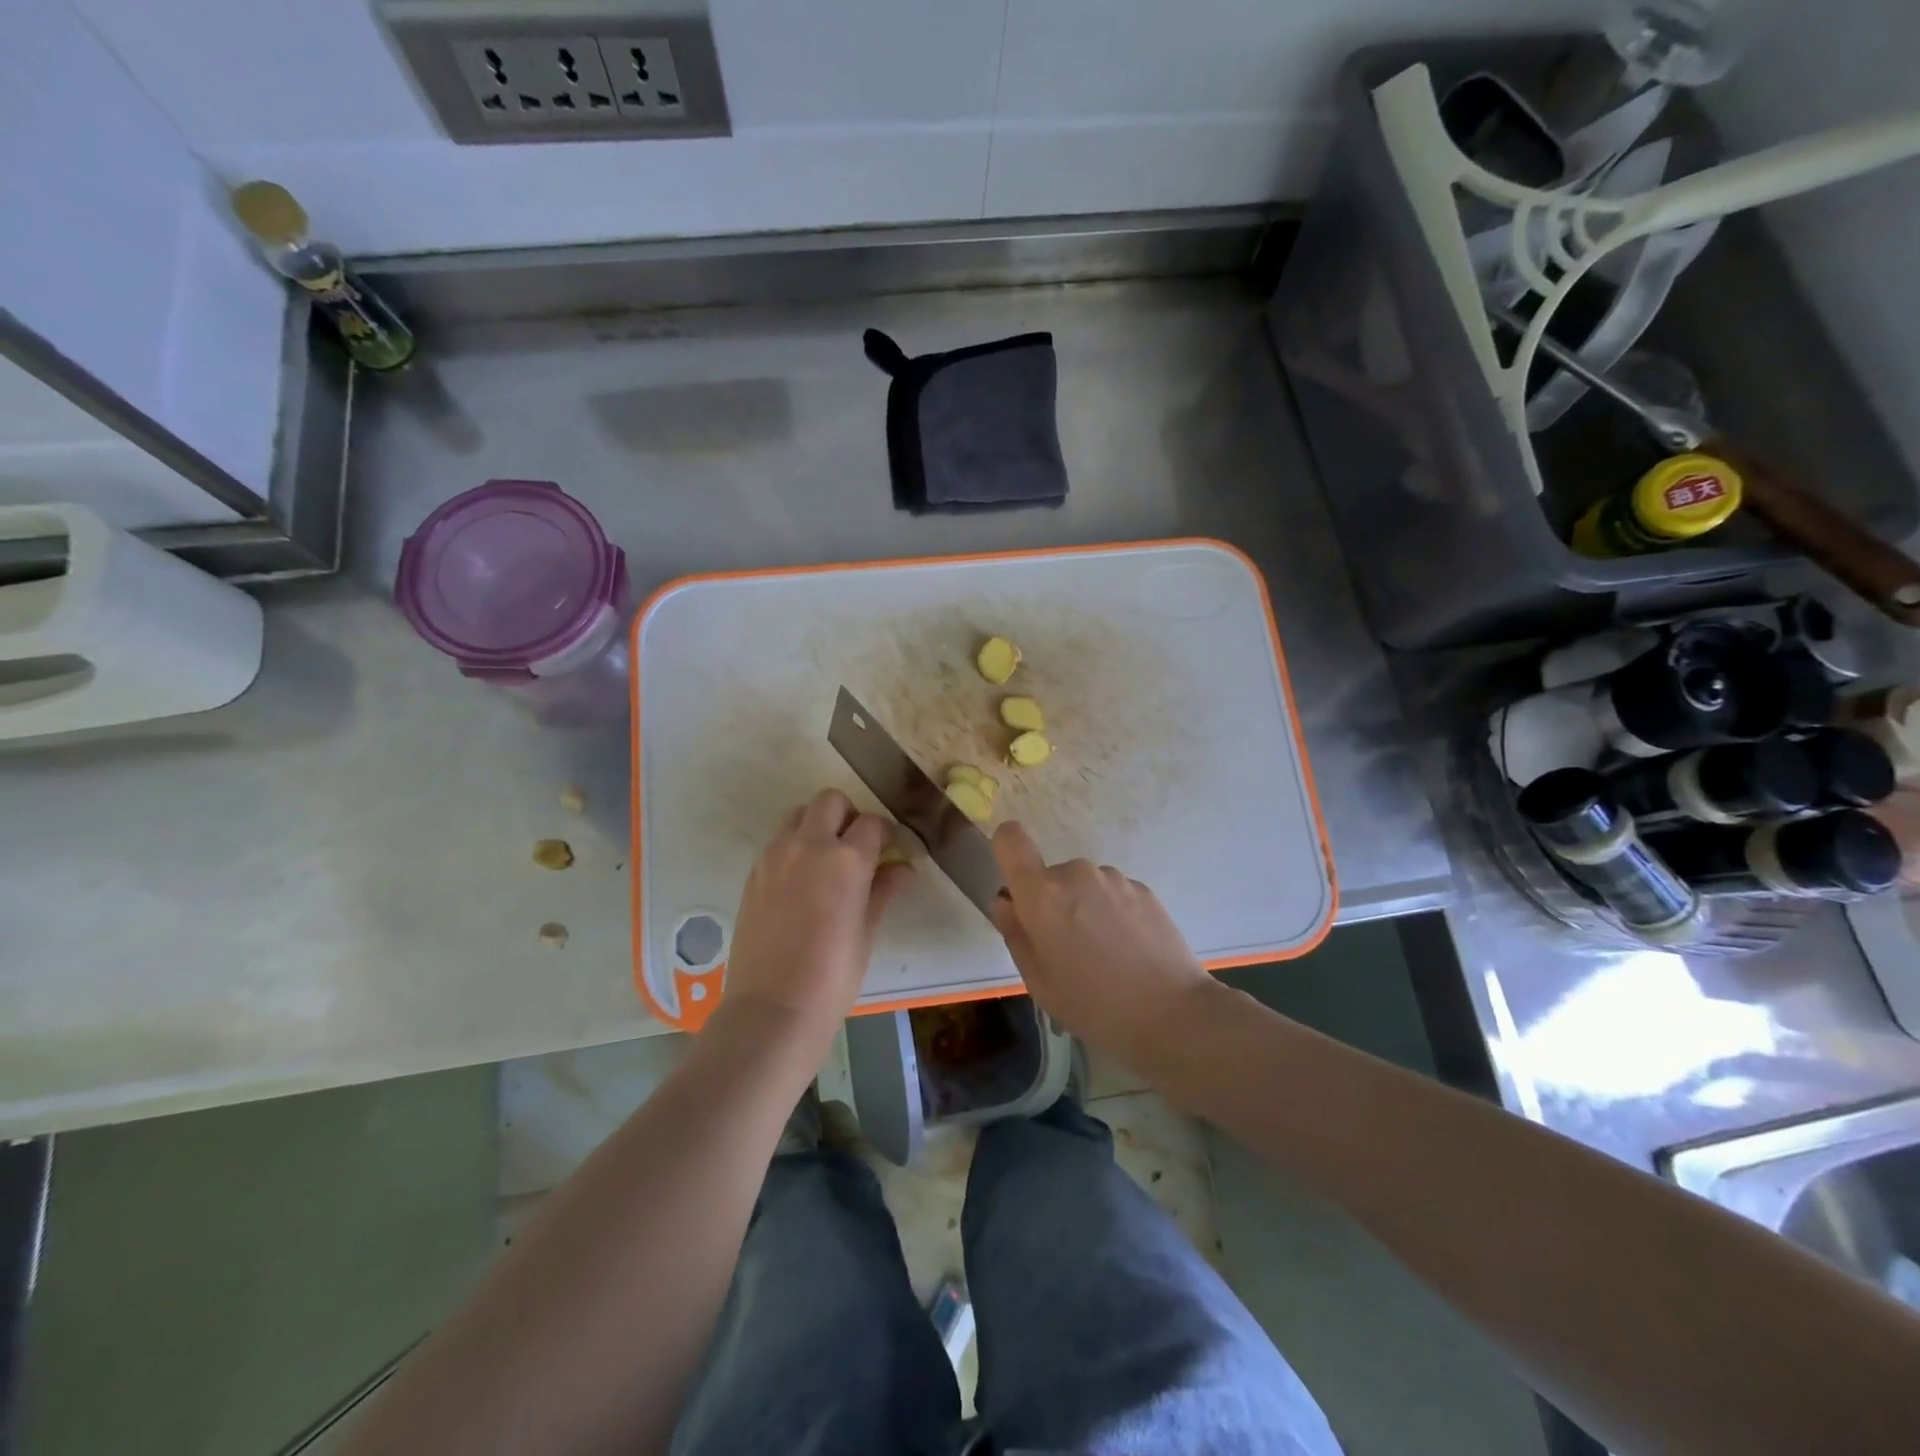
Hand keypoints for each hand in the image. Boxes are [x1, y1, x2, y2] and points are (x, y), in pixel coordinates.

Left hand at [722, 789, 911, 1037]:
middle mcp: (809, 845)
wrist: (773, 1008)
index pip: (872, 824)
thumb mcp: (867, 931)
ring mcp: (775, 856)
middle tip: (856, 846)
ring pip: (798, 815)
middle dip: (848, 815)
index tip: (890, 849)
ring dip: (817, 825)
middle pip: (830, 801)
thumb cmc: (833, 976)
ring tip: (826, 861)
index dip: (886, 833)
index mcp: (846, 859)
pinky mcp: (754, 872)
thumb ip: (883, 890)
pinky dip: (794, 846)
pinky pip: (778, 842)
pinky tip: (802, 882)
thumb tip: (903, 868)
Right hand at [989, 821, 1212, 1063]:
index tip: (1016, 885)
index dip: (1007, 851)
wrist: (1171, 1015)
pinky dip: (1114, 913)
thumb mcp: (1038, 981)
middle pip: (1050, 875)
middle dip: (1053, 903)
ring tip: (1105, 954)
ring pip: (1084, 885)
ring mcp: (1114, 878)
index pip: (1011, 839)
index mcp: (1042, 894)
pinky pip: (1113, 893)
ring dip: (1085, 908)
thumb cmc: (1093, 1006)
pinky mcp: (1144, 889)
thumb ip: (1015, 933)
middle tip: (1068, 949)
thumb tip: (1007, 902)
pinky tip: (1130, 951)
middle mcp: (1076, 874)